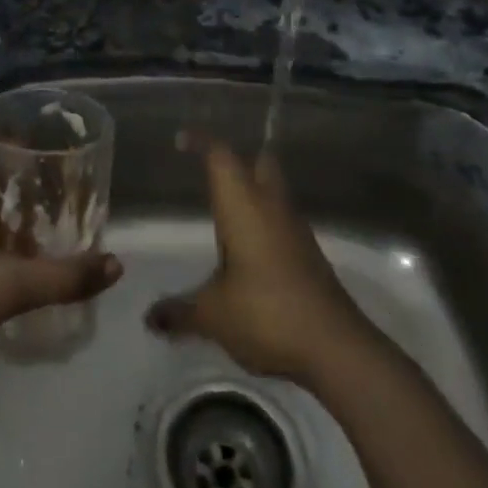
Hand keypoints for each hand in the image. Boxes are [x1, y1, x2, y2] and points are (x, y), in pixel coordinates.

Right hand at [146, 133, 373, 385]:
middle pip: (259, 162)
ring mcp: (295, 230)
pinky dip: (263, 220)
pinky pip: (281, 220)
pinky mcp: (308, 254)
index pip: (221, 157)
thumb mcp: (213, 315)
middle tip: (210, 168)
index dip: (201, 142)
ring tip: (223, 207)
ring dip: (252, 190)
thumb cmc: (267, 314)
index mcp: (244, 206)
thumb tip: (150, 317)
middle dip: (237, 159)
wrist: (336, 348)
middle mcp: (271, 207)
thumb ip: (180, 311)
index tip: (181, 140)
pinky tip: (247, 245)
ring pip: (274, 191)